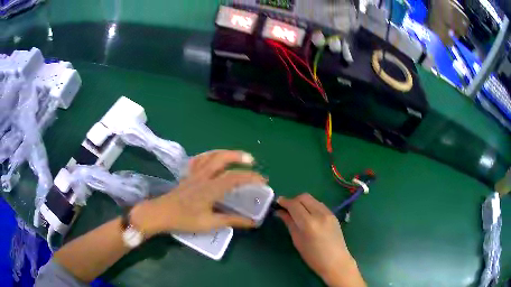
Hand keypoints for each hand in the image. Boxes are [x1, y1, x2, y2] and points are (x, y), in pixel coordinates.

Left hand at [131, 150, 265, 235]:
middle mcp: (204, 176)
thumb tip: (252, 223)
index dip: (251, 177)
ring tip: (236, 156)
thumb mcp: (209, 223)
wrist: (161, 213)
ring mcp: (194, 173)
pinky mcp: (188, 175)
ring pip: (211, 155)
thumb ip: (232, 221)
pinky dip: (209, 155)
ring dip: (225, 153)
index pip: (235, 177)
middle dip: (239, 157)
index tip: (263, 181)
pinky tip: (213, 158)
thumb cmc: (184, 220)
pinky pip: (199, 159)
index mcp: (211, 188)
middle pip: (222, 158)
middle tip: (251, 161)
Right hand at [277, 194, 364, 286]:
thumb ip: (289, 223)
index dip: (284, 202)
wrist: (336, 261)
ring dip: (302, 202)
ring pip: (312, 199)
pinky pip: (319, 204)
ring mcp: (328, 213)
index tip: (277, 203)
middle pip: (304, 197)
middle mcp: (320, 214)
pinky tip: (308, 216)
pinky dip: (311, 206)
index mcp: (309, 223)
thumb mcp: (297, 240)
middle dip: (293, 200)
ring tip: (297, 212)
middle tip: (286, 209)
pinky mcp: (333, 214)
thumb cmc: (313, 256)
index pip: (294, 204)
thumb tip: (280, 212)